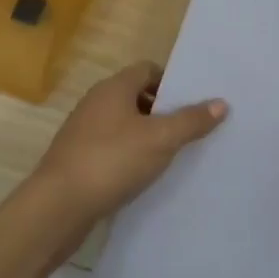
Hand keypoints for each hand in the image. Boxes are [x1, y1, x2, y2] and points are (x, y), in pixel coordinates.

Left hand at [29, 62, 227, 238]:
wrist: (57, 208)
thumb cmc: (111, 161)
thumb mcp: (161, 139)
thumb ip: (192, 120)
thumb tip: (221, 103)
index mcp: (113, 88)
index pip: (147, 69)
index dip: (172, 82)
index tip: (195, 101)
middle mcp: (96, 103)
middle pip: (137, 96)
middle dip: (164, 110)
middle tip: (192, 128)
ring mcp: (84, 132)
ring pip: (125, 124)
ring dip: (148, 135)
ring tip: (176, 153)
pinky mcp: (79, 160)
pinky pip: (113, 148)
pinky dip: (131, 155)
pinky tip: (147, 174)